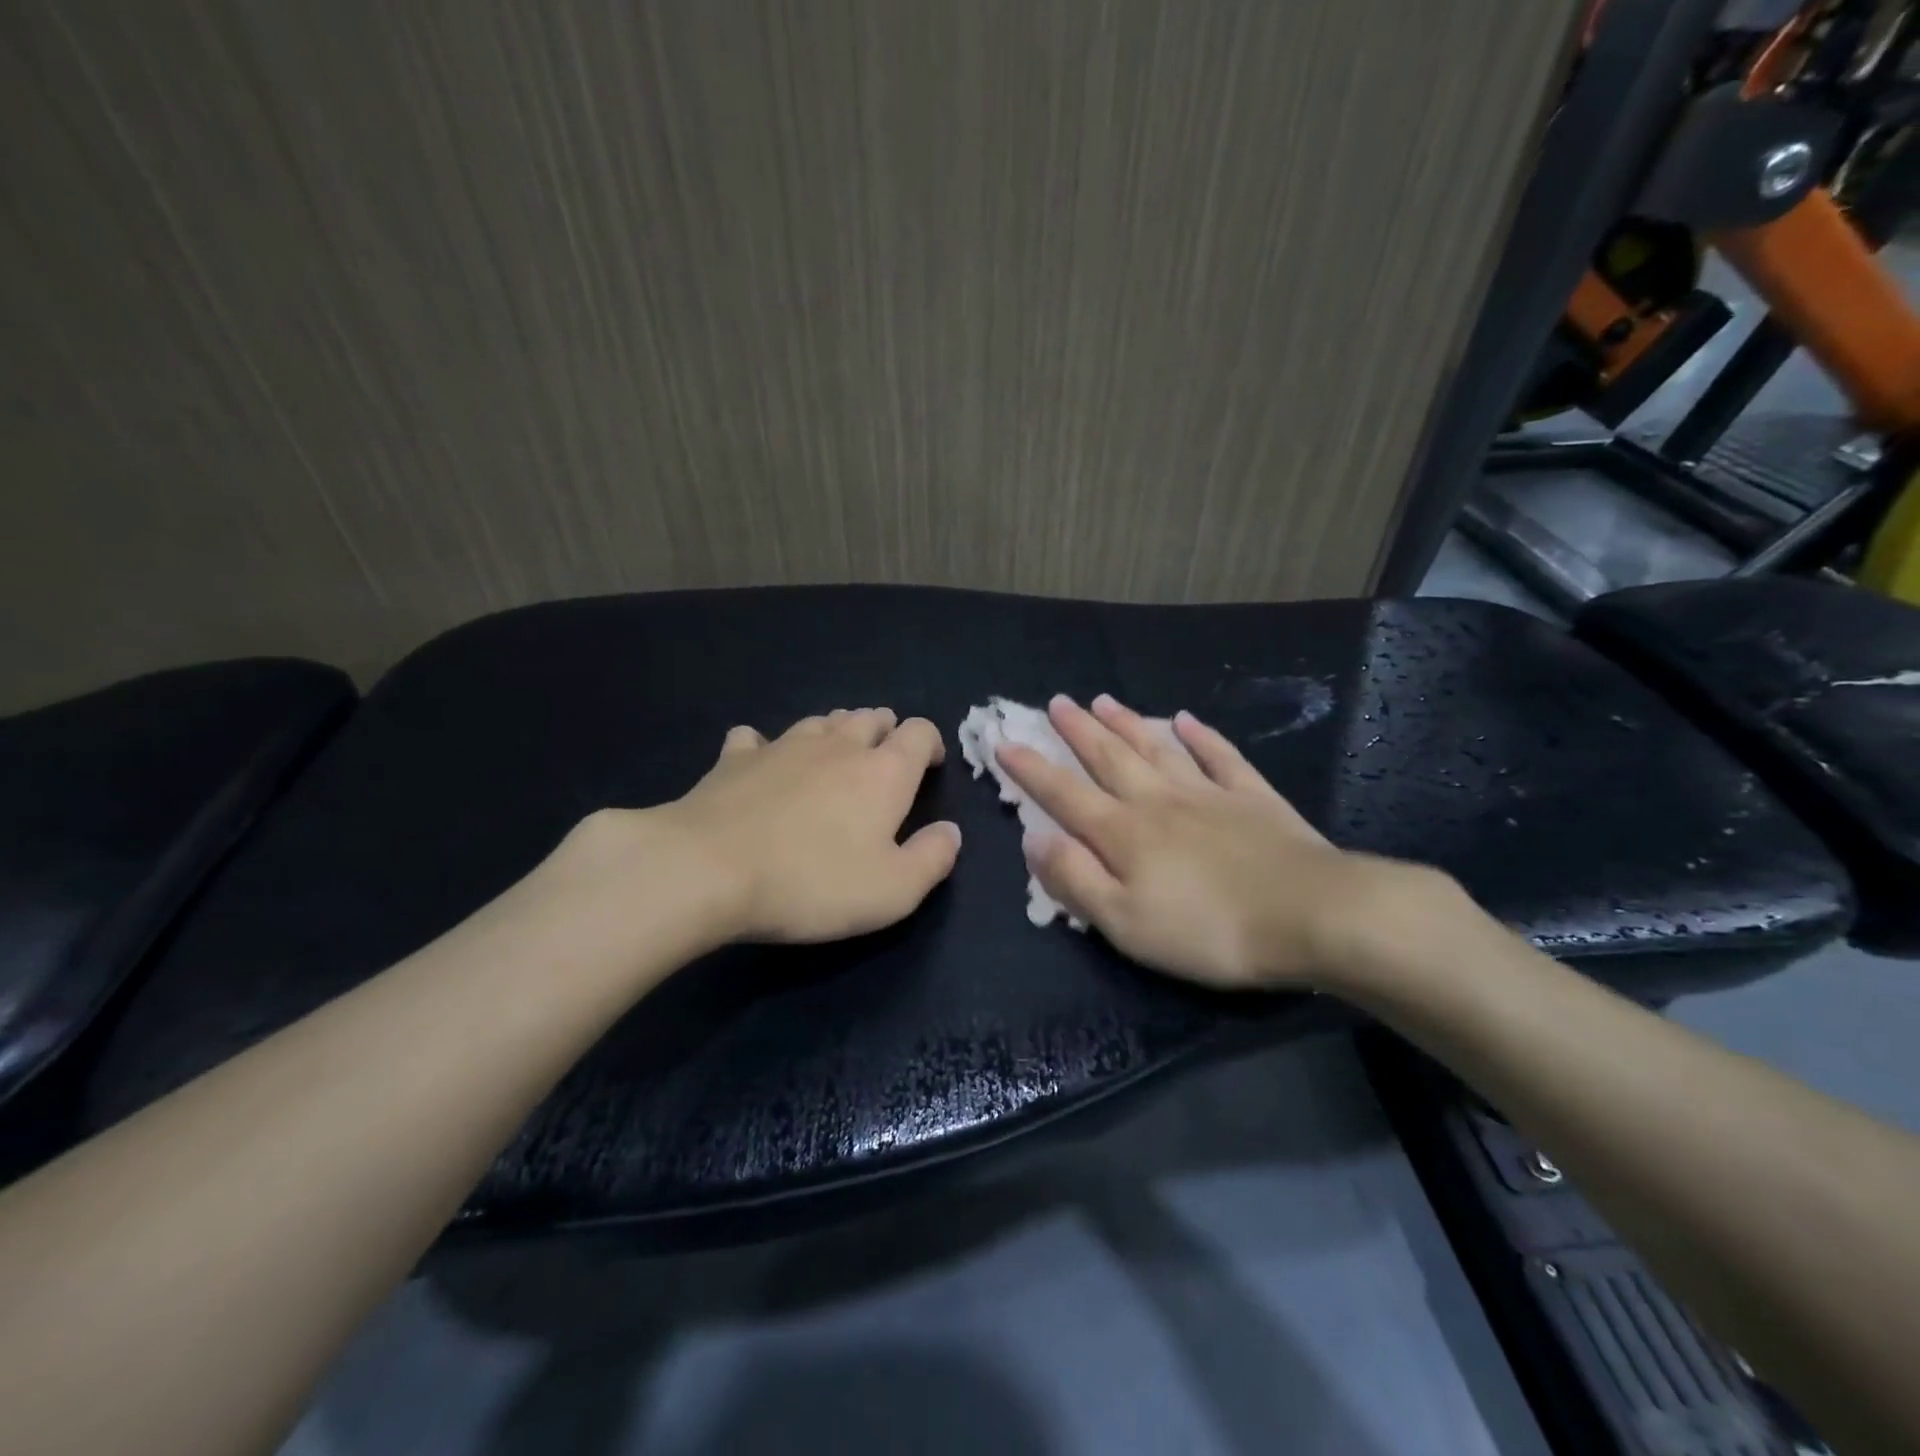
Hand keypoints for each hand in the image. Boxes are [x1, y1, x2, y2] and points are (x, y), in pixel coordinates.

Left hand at [650, 708, 961, 943]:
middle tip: (883, 761)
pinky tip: (761, 762)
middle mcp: (838, 745)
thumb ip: (933, 858)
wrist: (709, 869)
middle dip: (885, 731)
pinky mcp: (735, 758)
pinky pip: (756, 738)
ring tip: (834, 757)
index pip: (920, 732)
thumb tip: (951, 832)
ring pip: (821, 721)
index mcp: (884, 772)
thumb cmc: (813, 882)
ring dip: (836, 732)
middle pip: (871, 717)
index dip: (931, 743)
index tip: (930, 767)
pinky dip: (766, 746)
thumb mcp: (893, 891)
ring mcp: (783, 745)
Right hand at [996, 694, 1407, 990]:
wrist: (1311, 915)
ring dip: (1127, 723)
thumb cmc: (1208, 929)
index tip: (1004, 742)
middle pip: (1109, 758)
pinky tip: (1186, 720)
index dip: (1031, 769)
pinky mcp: (1253, 799)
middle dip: (1077, 730)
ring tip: (1103, 700)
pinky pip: (1220, 757)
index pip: (1064, 794)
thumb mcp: (1125, 922)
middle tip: (1055, 702)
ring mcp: (1208, 794)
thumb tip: (1034, 839)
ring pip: (1157, 748)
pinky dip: (1201, 736)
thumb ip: (1075, 879)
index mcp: (1123, 833)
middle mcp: (1158, 801)